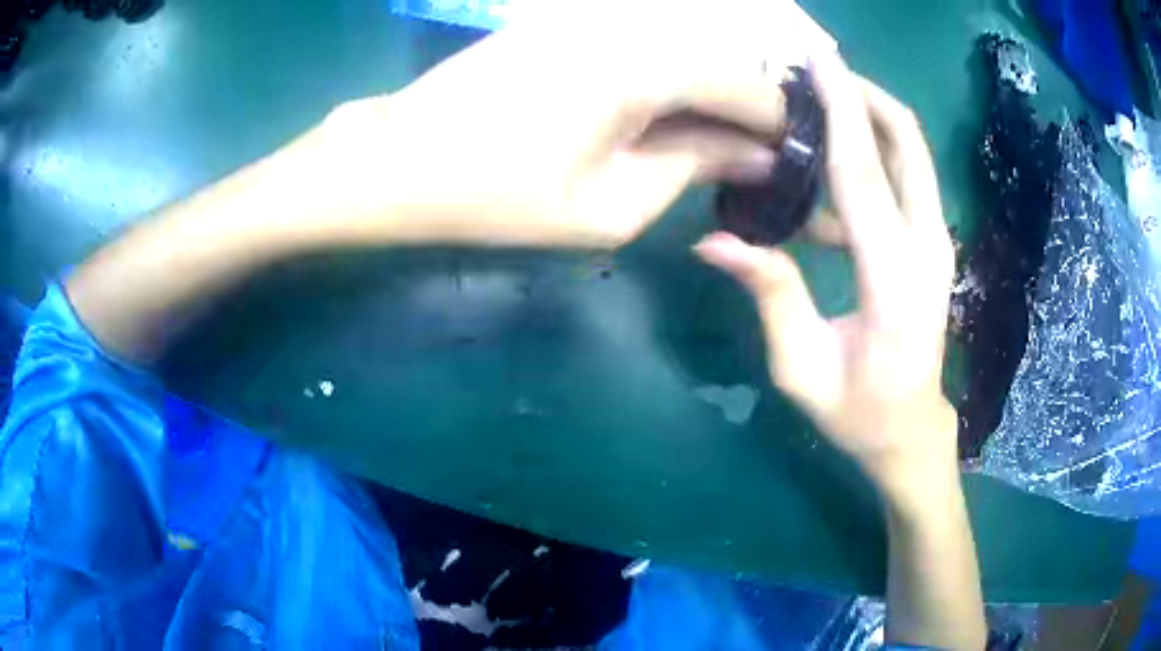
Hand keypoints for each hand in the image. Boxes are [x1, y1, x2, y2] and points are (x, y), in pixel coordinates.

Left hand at [295, 0, 834, 248]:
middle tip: (756, 162)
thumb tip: (757, 155)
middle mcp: (632, 26)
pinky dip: (670, 82)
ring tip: (714, 147)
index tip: (793, 165)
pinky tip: (668, 117)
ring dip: (710, 98)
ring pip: (685, 53)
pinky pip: (645, 48)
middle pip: (722, 64)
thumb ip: (694, 167)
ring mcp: (595, 18)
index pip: (750, 87)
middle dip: (748, 114)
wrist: (398, 160)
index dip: (781, 127)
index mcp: (648, 67)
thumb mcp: (610, 206)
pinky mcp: (568, 24)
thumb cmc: (497, 195)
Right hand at [695, 52, 957, 498]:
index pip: (865, 173)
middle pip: (906, 142)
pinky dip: (872, 152)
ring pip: (911, 152)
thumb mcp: (802, 369)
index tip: (814, 62)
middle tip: (811, 73)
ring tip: (813, 105)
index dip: (839, 110)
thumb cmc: (857, 413)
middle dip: (863, 94)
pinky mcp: (933, 243)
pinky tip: (826, 169)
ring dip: (867, 116)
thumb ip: (770, 296)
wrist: (912, 430)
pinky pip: (905, 177)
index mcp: (894, 280)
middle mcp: (927, 248)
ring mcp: (937, 242)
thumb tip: (712, 240)